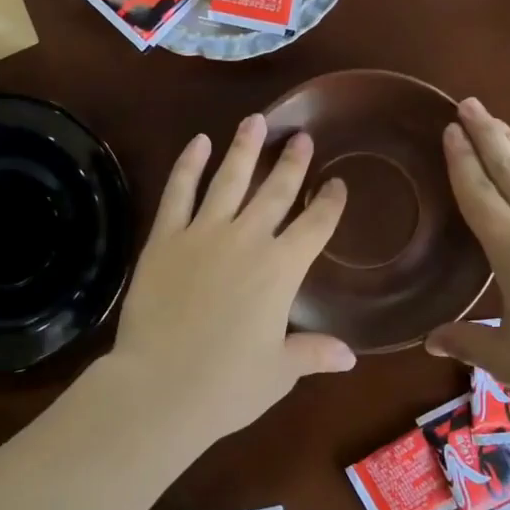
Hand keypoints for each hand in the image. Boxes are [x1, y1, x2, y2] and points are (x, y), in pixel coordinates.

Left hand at [107, 113, 354, 447]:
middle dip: (292, 163)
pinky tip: (198, 143)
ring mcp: (203, 233)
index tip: (337, 184)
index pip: (316, 226)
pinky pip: (179, 192)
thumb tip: (349, 355)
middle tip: (302, 137)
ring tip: (256, 120)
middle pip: (276, 192)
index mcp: (282, 270)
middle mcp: (248, 239)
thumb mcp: (279, 372)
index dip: (330, 203)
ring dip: (245, 148)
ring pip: (230, 179)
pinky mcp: (165, 238)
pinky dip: (189, 165)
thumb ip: (313, 352)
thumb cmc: (227, 385)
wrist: (160, 389)